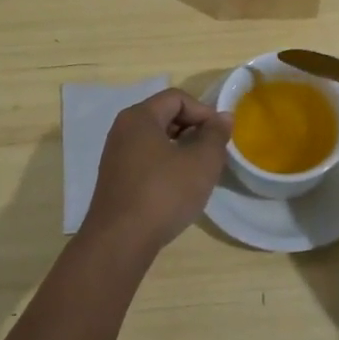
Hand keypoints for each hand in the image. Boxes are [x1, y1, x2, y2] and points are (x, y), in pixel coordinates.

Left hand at [85, 89, 231, 258]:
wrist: (120, 241)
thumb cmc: (164, 193)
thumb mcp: (201, 162)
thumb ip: (216, 135)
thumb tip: (223, 118)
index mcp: (139, 117)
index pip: (177, 98)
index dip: (204, 112)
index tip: (220, 136)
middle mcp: (123, 130)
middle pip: (165, 116)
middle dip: (193, 130)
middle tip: (213, 154)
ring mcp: (116, 156)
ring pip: (156, 140)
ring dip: (182, 150)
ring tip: (199, 172)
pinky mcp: (116, 180)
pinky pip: (146, 160)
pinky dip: (166, 166)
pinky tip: (179, 189)